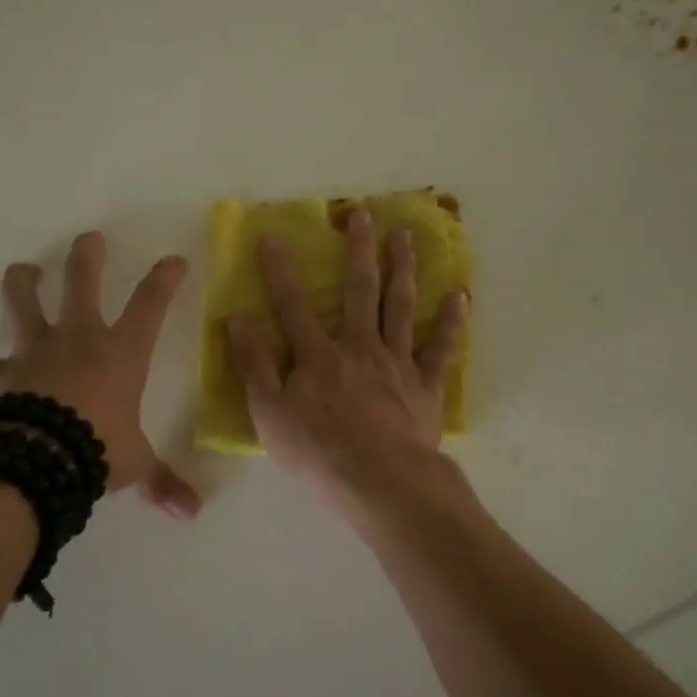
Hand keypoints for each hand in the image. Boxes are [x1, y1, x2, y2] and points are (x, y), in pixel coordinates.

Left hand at [0, 232, 201, 519]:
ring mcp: (37, 350)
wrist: (40, 458)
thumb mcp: (136, 465)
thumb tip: (192, 513)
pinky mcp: (3, 373)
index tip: (174, 259)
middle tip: (89, 239)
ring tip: (23, 271)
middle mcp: (79, 339)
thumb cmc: (98, 449)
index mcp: (121, 353)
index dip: (165, 280)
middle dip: (86, 257)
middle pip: (82, 283)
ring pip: (25, 303)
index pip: (151, 306)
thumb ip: (162, 483)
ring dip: (23, 283)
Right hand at [227, 209, 466, 500]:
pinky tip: (459, 297)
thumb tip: (237, 318)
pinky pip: (440, 349)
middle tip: (364, 216)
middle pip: (360, 291)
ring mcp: (397, 363)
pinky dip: (451, 323)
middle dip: (360, 251)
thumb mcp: (270, 413)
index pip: (293, 306)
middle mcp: (359, 347)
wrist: (380, 481)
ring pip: (401, 307)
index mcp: (318, 356)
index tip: (273, 237)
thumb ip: (255, 364)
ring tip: (406, 237)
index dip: (280, 271)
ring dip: (403, 269)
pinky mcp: (425, 385)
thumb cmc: (318, 452)